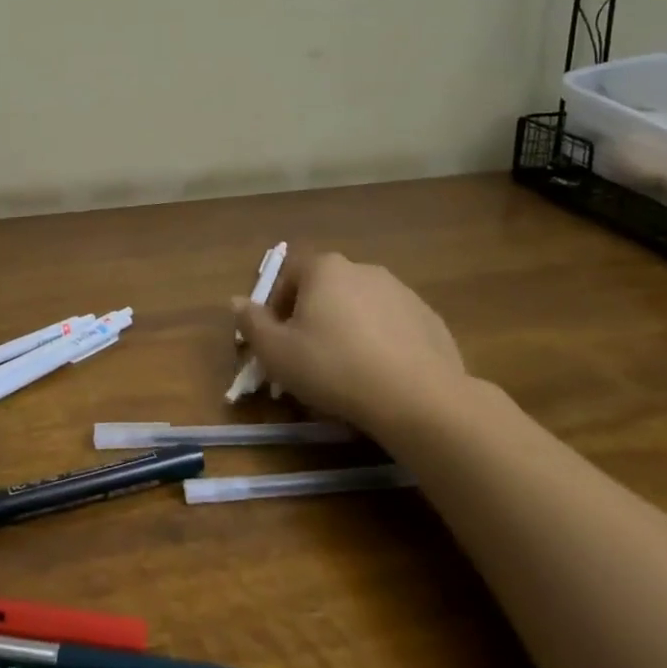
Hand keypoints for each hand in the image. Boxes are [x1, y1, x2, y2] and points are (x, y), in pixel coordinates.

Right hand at [233, 250, 466, 440]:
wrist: (419, 399)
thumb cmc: (334, 367)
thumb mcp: (276, 352)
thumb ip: (251, 323)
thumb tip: (236, 302)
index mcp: (325, 269)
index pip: (290, 274)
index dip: (277, 305)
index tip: (277, 338)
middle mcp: (364, 269)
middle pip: (326, 289)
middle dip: (313, 317)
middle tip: (307, 356)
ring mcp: (402, 292)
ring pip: (360, 307)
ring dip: (348, 329)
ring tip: (346, 370)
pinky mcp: (430, 319)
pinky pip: (393, 327)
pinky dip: (381, 343)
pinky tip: (380, 377)